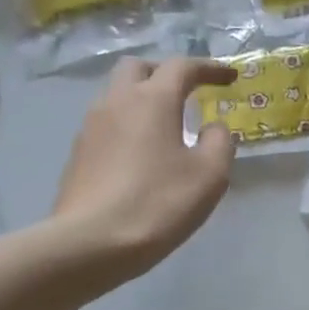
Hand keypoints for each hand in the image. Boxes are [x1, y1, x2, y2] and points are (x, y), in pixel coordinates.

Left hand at [52, 57, 237, 279]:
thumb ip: (219, 142)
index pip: (182, 67)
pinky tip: (141, 153)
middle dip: (166, 72)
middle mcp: (116, 102)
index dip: (209, 68)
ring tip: (165, 124)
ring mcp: (91, 127)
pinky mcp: (78, 154)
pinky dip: (128, 125)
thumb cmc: (159, 203)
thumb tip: (213, 126)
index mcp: (152, 100)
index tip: (229, 77)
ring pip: (117, 95)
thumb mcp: (209, 175)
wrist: (92, 242)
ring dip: (143, 99)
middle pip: (138, 68)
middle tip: (188, 91)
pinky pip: (107, 124)